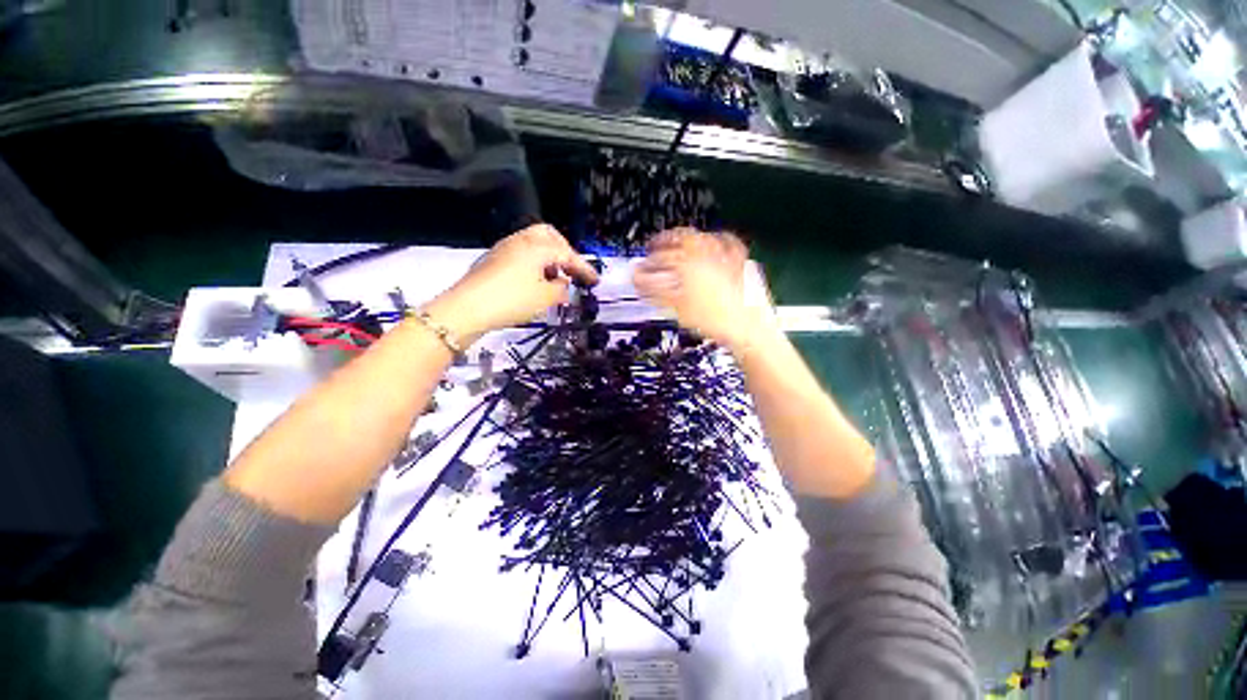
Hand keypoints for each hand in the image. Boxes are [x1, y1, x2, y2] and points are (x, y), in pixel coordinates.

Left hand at [427, 224, 598, 343]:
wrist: (466, 308)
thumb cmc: (512, 300)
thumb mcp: (544, 298)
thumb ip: (560, 289)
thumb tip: (563, 284)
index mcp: (536, 247)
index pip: (567, 254)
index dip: (583, 267)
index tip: (595, 280)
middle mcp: (520, 241)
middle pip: (548, 236)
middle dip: (563, 251)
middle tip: (571, 270)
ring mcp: (504, 249)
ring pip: (532, 244)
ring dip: (548, 258)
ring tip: (554, 279)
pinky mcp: (492, 260)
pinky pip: (520, 254)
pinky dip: (533, 264)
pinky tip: (534, 282)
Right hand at [633, 228, 764, 351]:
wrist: (748, 328)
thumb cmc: (717, 320)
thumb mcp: (679, 308)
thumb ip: (656, 291)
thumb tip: (640, 282)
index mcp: (689, 264)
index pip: (661, 258)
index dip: (647, 264)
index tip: (640, 269)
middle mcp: (708, 254)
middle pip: (682, 237)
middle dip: (665, 240)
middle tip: (655, 245)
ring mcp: (726, 256)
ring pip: (703, 237)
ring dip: (688, 237)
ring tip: (680, 240)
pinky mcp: (741, 262)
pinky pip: (728, 242)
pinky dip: (718, 239)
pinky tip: (717, 241)